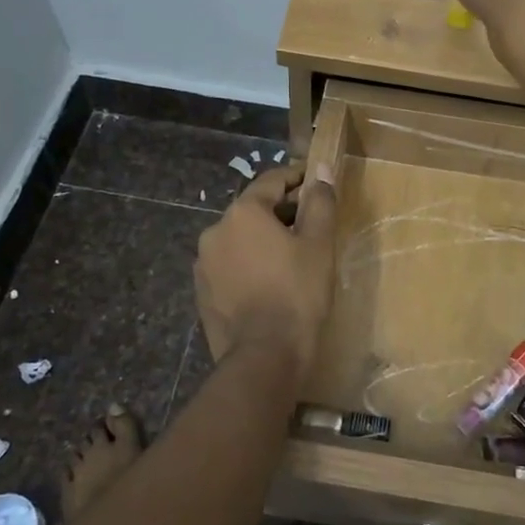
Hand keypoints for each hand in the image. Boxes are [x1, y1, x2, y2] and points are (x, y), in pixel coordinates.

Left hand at [195, 164, 337, 368]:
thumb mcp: (318, 244)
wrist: (264, 356)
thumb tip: (322, 169)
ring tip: (289, 256)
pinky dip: (248, 264)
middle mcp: (216, 230)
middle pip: (253, 210)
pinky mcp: (202, 291)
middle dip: (281, 212)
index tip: (314, 181)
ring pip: (239, 239)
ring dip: (262, 239)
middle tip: (309, 224)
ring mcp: (204, 263)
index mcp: (243, 213)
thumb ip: (320, 202)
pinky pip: (229, 265)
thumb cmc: (297, 293)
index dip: (296, 177)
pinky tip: (268, 282)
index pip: (271, 181)